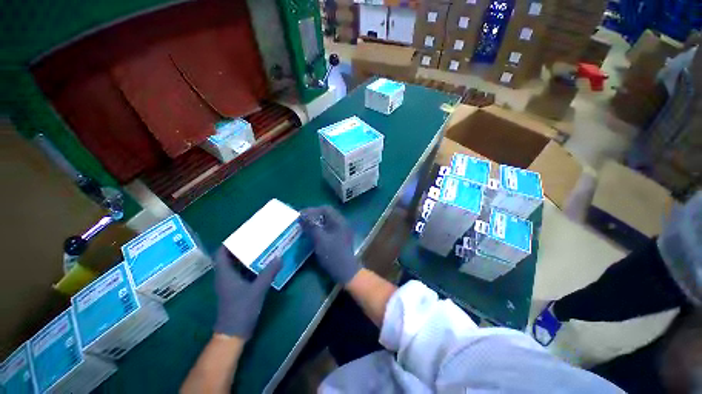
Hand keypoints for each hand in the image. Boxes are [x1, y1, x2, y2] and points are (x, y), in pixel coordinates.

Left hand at [213, 247, 281, 338]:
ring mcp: (230, 284)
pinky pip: (242, 273)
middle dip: (241, 248)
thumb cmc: (241, 309)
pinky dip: (249, 267)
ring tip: (260, 248)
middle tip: (255, 239)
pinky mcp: (236, 290)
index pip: (221, 253)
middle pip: (229, 258)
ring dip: (245, 257)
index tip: (242, 234)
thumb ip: (268, 273)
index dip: (229, 243)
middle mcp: (225, 277)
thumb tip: (279, 257)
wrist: (234, 333)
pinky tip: (261, 265)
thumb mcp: (257, 289)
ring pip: (236, 266)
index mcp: (225, 274)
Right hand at [300, 206, 360, 283]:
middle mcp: (342, 223)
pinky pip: (328, 229)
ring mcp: (342, 231)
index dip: (312, 210)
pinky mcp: (339, 238)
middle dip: (313, 216)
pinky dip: (320, 229)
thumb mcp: (320, 239)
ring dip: (316, 223)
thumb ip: (311, 226)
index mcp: (339, 221)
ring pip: (327, 222)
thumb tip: (302, 216)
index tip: (301, 215)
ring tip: (305, 227)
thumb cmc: (333, 254)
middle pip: (327, 214)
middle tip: (302, 221)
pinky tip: (312, 234)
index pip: (325, 209)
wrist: (345, 271)